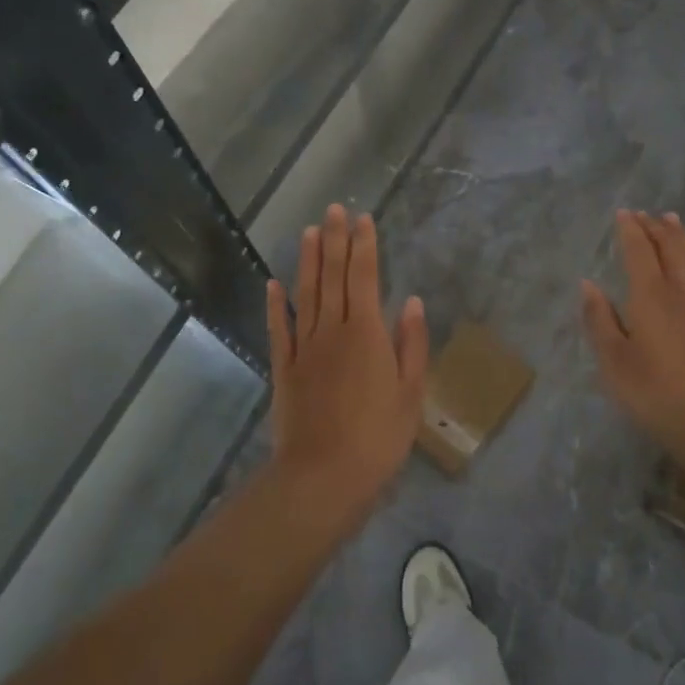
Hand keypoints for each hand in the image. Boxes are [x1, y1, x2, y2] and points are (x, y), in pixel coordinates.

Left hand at [267, 205, 428, 501]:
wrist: (323, 476)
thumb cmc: (378, 437)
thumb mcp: (410, 393)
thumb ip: (411, 344)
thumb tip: (410, 301)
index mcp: (367, 334)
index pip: (364, 277)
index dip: (364, 246)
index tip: (363, 219)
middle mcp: (333, 331)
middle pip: (333, 276)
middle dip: (335, 240)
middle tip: (335, 209)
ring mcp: (304, 347)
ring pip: (305, 293)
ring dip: (307, 260)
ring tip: (309, 230)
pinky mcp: (284, 368)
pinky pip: (279, 328)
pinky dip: (276, 304)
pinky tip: (274, 284)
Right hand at [582, 211, 684, 454]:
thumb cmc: (653, 392)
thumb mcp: (612, 360)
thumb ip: (599, 319)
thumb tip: (588, 284)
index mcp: (649, 298)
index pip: (639, 253)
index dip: (630, 231)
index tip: (623, 213)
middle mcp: (681, 295)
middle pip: (671, 252)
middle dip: (657, 229)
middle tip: (646, 214)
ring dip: (684, 240)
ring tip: (675, 221)